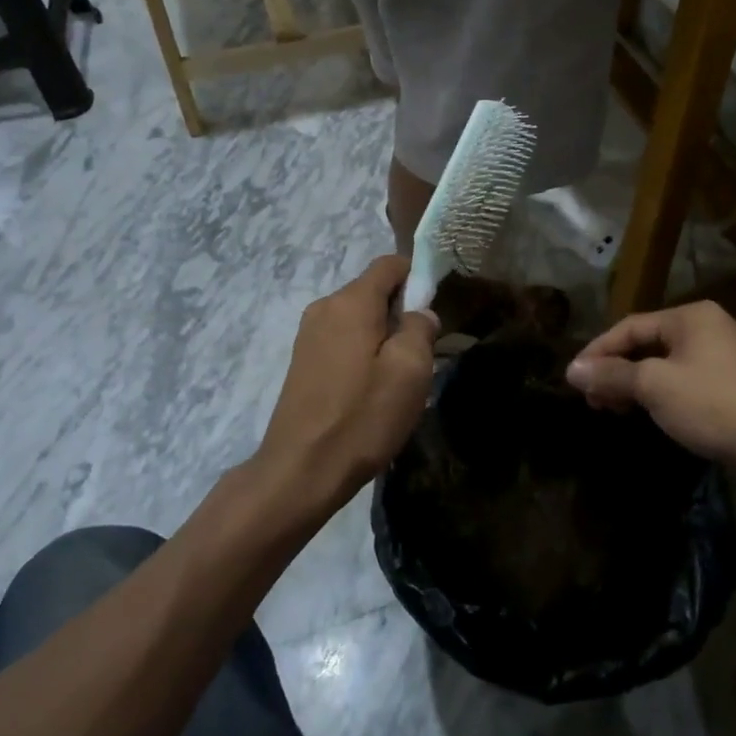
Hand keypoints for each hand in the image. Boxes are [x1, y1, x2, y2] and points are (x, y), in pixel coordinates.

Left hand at [256, 256, 438, 511]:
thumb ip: (420, 328)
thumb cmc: (362, 417)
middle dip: (402, 311)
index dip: (418, 276)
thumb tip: (419, 314)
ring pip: (359, 317)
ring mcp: (309, 333)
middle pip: (373, 290)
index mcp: (351, 301)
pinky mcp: (303, 360)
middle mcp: (325, 306)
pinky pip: (342, 338)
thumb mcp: (409, 371)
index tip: (436, 308)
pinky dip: (363, 351)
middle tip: (423, 351)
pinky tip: (371, 388)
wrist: (300, 471)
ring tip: (399, 376)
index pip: (390, 264)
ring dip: (383, 335)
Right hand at [566, 301, 735, 470]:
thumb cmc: (715, 405)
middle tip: (591, 398)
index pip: (630, 326)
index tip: (574, 377)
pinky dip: (659, 394)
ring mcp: (723, 356)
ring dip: (634, 384)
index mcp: (690, 316)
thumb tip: (571, 369)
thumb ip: (612, 375)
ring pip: (664, 364)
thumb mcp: (656, 387)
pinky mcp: (732, 385)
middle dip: (615, 370)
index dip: (598, 351)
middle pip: (647, 343)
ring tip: (612, 409)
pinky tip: (648, 413)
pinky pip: (683, 380)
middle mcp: (707, 328)